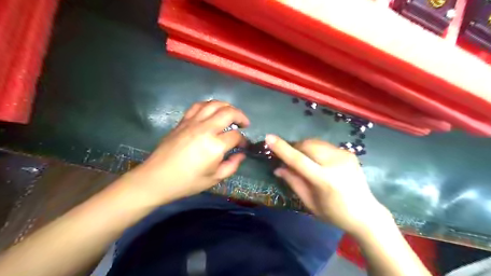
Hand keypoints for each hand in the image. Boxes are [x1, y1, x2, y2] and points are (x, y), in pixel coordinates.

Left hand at [126, 100, 249, 204]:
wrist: (157, 178)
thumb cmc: (187, 182)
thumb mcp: (214, 179)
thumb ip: (232, 165)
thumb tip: (241, 154)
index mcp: (214, 146)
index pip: (236, 136)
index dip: (243, 140)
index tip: (244, 146)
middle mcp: (205, 129)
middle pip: (228, 112)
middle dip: (241, 116)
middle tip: (245, 123)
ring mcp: (192, 122)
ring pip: (214, 104)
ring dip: (227, 106)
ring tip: (231, 114)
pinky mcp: (183, 121)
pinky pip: (198, 106)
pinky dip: (209, 105)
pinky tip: (212, 112)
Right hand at [265, 134, 391, 236]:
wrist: (366, 213)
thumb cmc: (334, 214)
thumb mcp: (310, 203)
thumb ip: (293, 182)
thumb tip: (278, 168)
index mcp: (325, 180)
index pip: (298, 160)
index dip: (282, 148)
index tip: (268, 138)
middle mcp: (335, 163)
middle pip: (307, 146)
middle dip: (294, 148)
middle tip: (287, 157)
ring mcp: (344, 155)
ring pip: (315, 143)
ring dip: (304, 147)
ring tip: (302, 159)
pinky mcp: (348, 152)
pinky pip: (324, 145)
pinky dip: (315, 150)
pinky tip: (317, 161)